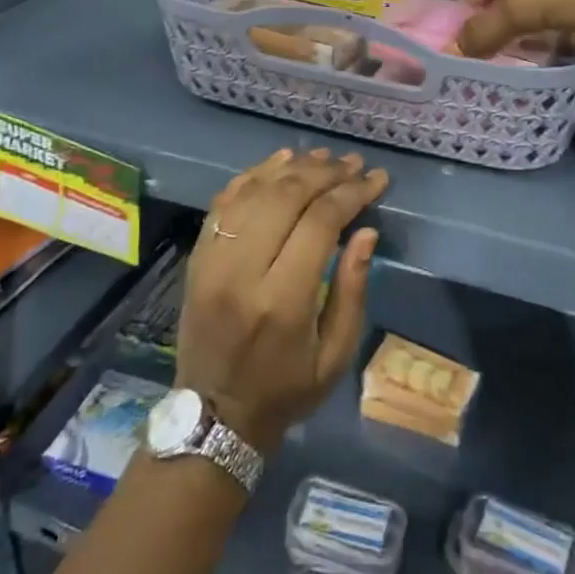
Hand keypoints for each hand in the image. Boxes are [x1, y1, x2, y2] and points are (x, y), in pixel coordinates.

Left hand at [177, 148, 388, 452]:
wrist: (213, 415)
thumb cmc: (285, 390)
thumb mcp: (335, 355)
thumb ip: (352, 290)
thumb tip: (367, 232)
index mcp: (281, 300)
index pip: (320, 222)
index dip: (352, 193)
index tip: (377, 180)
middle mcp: (242, 271)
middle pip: (286, 197)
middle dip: (325, 173)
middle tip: (353, 164)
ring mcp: (212, 260)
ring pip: (254, 191)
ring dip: (292, 167)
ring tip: (323, 158)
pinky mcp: (197, 257)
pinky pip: (224, 201)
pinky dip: (253, 176)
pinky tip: (279, 162)